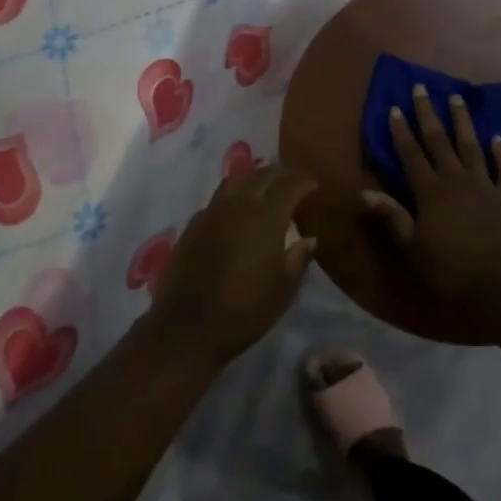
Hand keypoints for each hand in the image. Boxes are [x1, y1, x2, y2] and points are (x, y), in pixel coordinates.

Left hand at [147, 164, 317, 365]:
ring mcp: (212, 212)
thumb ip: (298, 258)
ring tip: (266, 186)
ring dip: (255, 178)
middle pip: (262, 176)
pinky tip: (237, 209)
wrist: (187, 327)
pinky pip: (218, 198)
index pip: (289, 186)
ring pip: (237, 181)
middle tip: (293, 181)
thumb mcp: (283, 289)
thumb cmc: (244, 311)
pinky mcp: (193, 225)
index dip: (303, 182)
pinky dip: (234, 194)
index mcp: (266, 217)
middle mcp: (239, 205)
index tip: (313, 185)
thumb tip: (309, 238)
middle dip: (281, 174)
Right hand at [365, 84, 500, 308]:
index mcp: (430, 192)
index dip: (402, 131)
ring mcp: (485, 185)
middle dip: (428, 114)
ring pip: (472, 146)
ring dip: (463, 122)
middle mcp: (456, 179)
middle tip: (422, 88)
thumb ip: (393, 217)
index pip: (411, 154)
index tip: (395, 107)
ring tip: (457, 98)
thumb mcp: (413, 247)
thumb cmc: (451, 269)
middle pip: (439, 141)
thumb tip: (366, 192)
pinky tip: (499, 139)